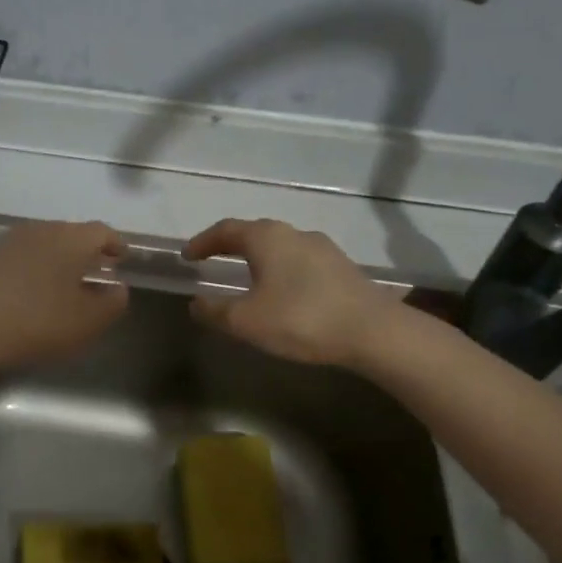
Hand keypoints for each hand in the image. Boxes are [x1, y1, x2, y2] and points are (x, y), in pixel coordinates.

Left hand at [0, 220, 128, 377]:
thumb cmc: (38, 321)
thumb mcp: (88, 321)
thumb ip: (112, 303)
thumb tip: (118, 288)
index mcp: (71, 239)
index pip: (101, 232)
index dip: (116, 244)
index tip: (123, 257)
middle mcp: (42, 230)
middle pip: (72, 233)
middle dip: (88, 251)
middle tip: (98, 270)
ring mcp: (10, 242)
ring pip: (46, 243)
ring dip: (60, 259)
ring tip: (67, 282)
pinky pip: (23, 256)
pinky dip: (37, 268)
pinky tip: (35, 292)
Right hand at [183, 218, 396, 367]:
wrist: (373, 331)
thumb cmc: (301, 319)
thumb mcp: (246, 321)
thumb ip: (215, 311)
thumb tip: (197, 303)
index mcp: (266, 238)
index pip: (225, 230)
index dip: (203, 242)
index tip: (187, 256)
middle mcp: (294, 233)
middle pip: (254, 233)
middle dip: (230, 245)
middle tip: (213, 260)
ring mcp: (323, 248)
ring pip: (280, 246)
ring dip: (258, 258)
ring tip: (246, 277)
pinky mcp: (342, 267)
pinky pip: (300, 261)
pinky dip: (280, 270)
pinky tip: (282, 292)